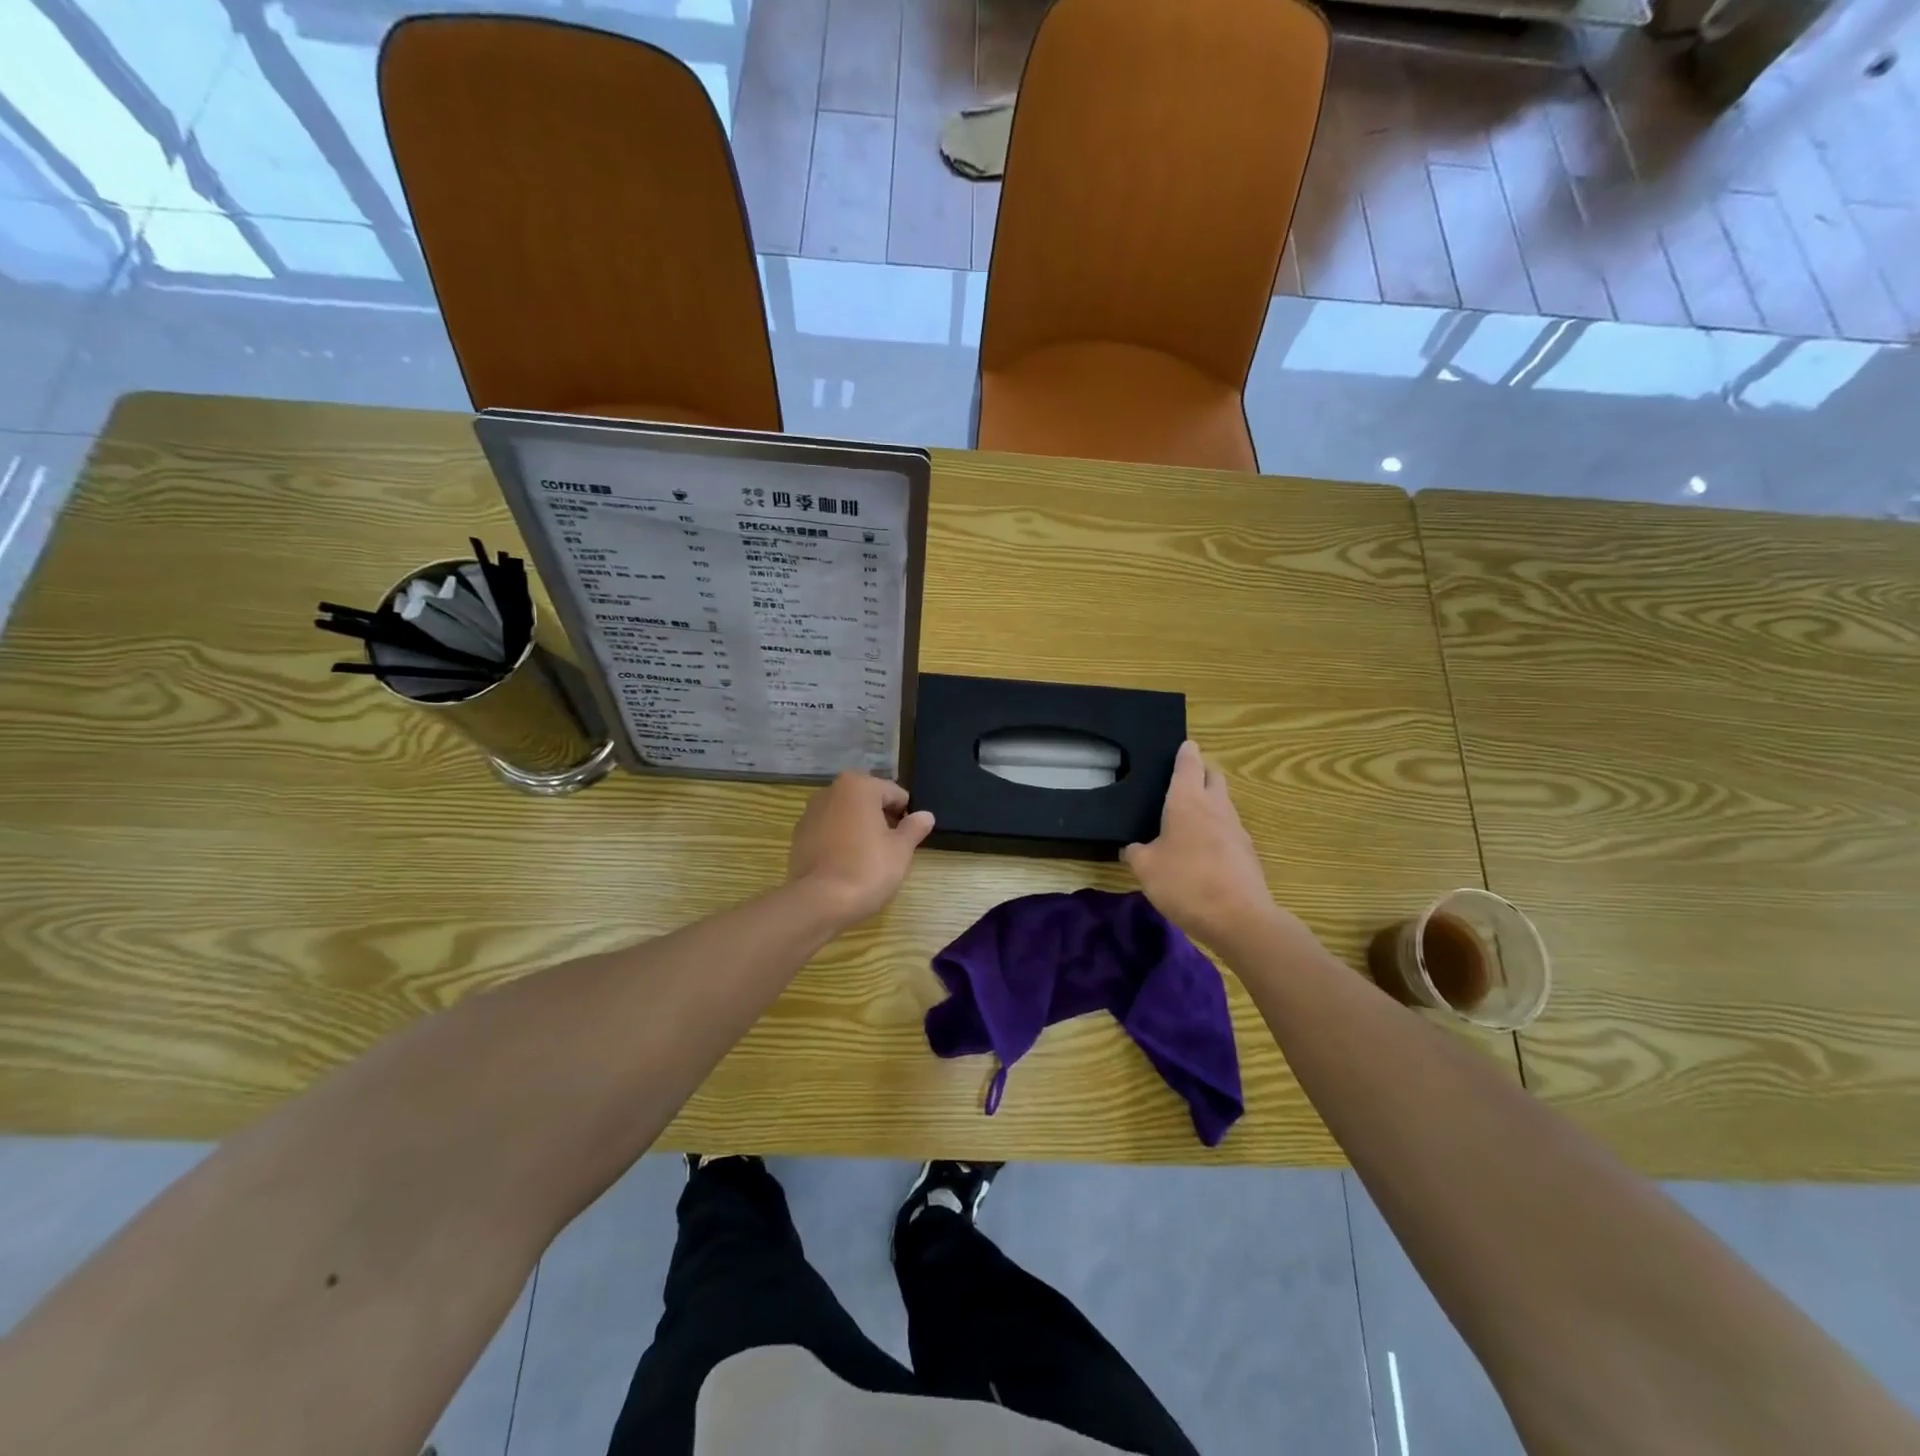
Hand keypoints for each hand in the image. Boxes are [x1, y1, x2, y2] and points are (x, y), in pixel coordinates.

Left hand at [787, 771, 934, 926]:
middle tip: (890, 850)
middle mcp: (831, 791)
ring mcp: (810, 812)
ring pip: (846, 816)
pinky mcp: (798, 836)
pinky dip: (839, 841)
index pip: (895, 794)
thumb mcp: (901, 850)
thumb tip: (925, 815)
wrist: (819, 902)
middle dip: (881, 820)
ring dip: (859, 829)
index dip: (905, 816)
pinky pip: (828, 832)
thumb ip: (914, 828)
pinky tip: (845, 865)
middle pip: (868, 801)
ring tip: (867, 860)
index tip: (906, 840)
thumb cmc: (867, 869)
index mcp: (859, 786)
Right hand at [1123, 741, 1275, 949]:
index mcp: (1187, 800)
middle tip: (1182, 779)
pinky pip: (1228, 829)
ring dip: (1209, 801)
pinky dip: (1216, 829)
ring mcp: (1236, 829)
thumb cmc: (1186, 883)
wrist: (1240, 918)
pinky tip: (1202, 848)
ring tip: (1188, 815)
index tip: (1183, 745)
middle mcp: (1215, 806)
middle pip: (1213, 776)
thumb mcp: (1146, 869)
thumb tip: (1131, 847)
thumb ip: (1135, 853)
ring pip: (1223, 802)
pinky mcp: (1246, 852)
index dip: (1185, 752)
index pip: (1189, 763)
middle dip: (1201, 772)